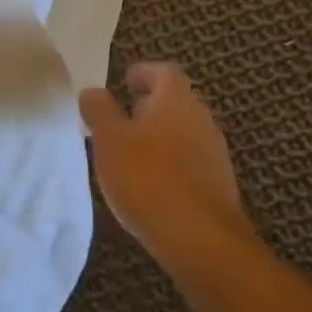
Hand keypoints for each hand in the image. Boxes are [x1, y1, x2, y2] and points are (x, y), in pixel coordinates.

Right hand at [80, 63, 255, 269]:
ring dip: (159, 136)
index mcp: (176, 99)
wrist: (202, 240)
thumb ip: (99, 111)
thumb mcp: (110, 141)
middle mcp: (201, 118)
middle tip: (122, 119)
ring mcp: (214, 152)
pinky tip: (152, 185)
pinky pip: (190, 161)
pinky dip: (170, 163)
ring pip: (183, 132)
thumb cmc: (148, 179)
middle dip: (149, 107)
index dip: (143, 72)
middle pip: (175, 101)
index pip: (163, 71)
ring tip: (131, 154)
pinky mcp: (219, 183)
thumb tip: (93, 91)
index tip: (125, 82)